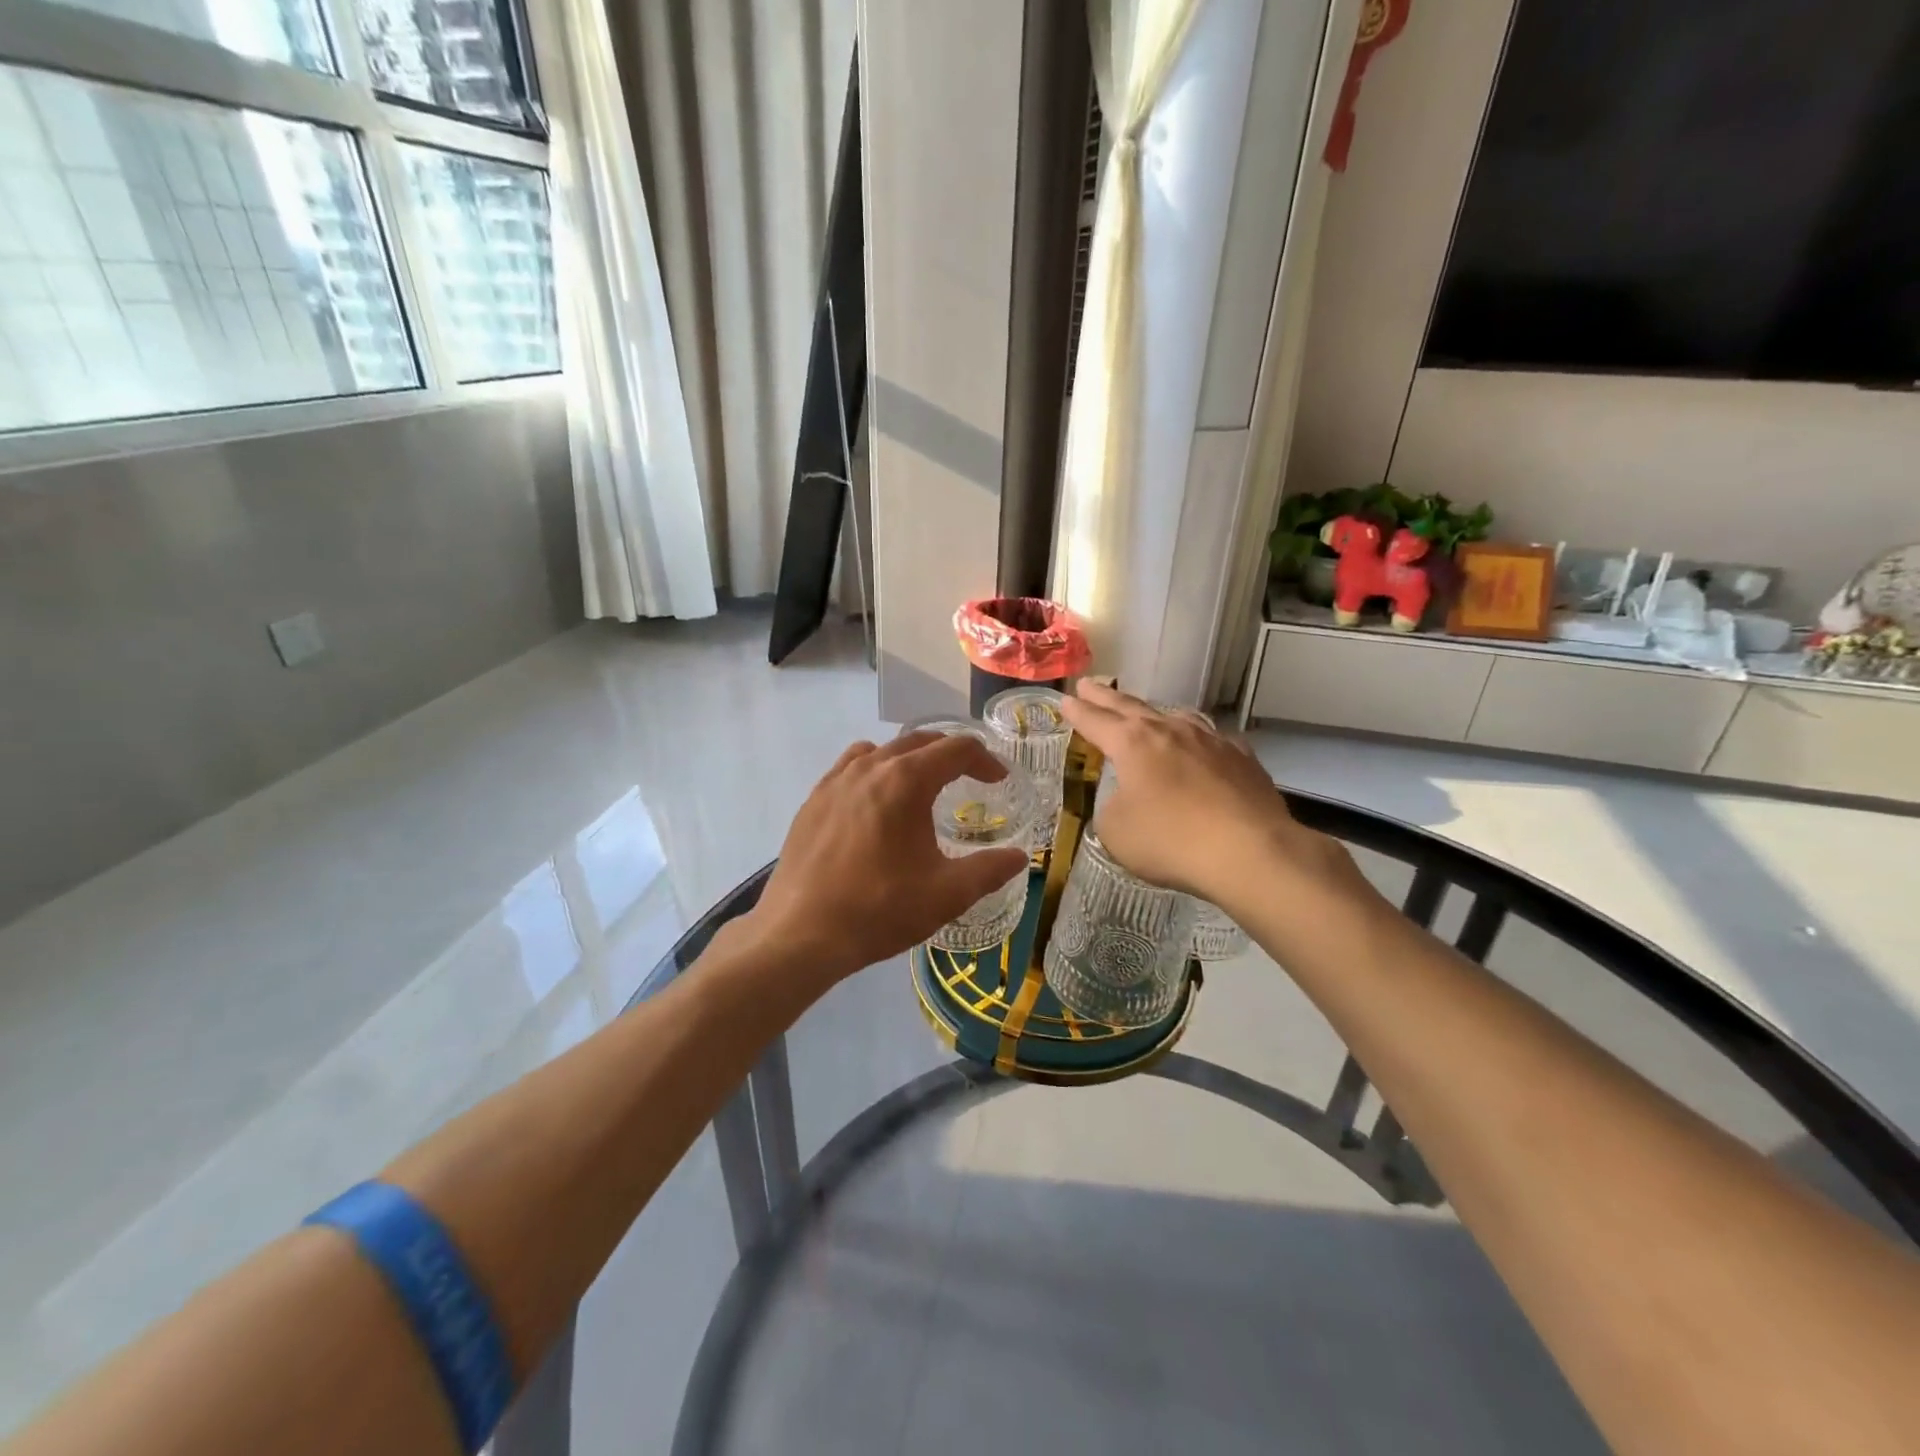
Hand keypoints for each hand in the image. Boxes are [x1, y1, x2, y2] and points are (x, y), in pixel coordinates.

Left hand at [740, 732, 1031, 986]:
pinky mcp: (813, 799)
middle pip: (919, 742)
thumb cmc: (879, 910)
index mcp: (905, 780)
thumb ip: (989, 870)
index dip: (985, 760)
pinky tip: (875, 803)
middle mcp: (870, 767)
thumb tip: (1020, 857)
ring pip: (883, 751)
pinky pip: (851, 767)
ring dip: (911, 759)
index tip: (998, 780)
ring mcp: (835, 780)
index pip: (955, 749)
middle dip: (950, 755)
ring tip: (923, 787)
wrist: (799, 933)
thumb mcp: (946, 894)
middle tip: (970, 778)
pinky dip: (874, 770)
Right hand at [1059, 682, 1359, 908]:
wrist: (1250, 851)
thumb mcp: (1116, 832)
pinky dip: (1196, 739)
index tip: (1065, 700)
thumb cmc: (1170, 841)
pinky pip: (1211, 739)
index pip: (1095, 721)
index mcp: (1132, 743)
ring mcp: (1210, 739)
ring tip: (1145, 712)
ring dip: (1153, 713)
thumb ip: (1111, 808)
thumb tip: (1126, 800)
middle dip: (1105, 697)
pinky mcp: (1242, 757)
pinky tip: (1201, 746)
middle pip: (1130, 707)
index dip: (1077, 712)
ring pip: (1175, 716)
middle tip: (1089, 684)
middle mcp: (1170, 730)